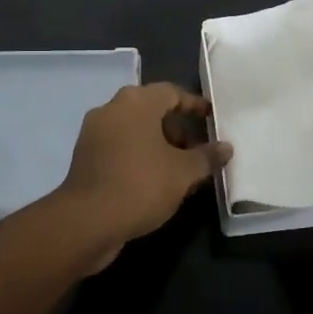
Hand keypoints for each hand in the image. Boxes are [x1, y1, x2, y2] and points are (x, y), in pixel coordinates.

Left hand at [53, 83, 231, 266]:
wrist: (86, 222)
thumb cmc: (140, 185)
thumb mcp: (183, 173)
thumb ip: (207, 157)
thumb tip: (226, 147)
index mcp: (136, 102)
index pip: (171, 92)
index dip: (194, 105)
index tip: (211, 119)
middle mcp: (112, 109)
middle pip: (151, 109)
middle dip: (177, 128)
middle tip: (198, 148)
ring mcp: (94, 133)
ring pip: (134, 129)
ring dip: (158, 143)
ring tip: (180, 168)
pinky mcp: (86, 157)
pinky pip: (120, 146)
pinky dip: (139, 155)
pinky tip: (155, 179)